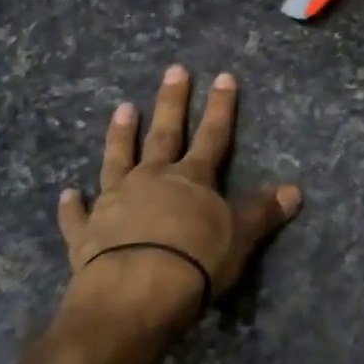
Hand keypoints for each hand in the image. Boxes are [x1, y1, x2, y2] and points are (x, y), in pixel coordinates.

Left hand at [58, 66, 301, 331]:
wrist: (136, 293)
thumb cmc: (195, 262)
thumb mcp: (240, 236)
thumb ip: (263, 211)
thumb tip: (295, 189)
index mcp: (192, 179)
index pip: (213, 135)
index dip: (221, 107)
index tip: (223, 77)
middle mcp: (152, 180)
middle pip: (165, 134)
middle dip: (172, 102)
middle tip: (174, 70)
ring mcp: (115, 202)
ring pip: (118, 160)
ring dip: (121, 135)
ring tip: (123, 108)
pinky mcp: (86, 233)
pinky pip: (77, 215)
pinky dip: (72, 205)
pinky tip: (67, 193)